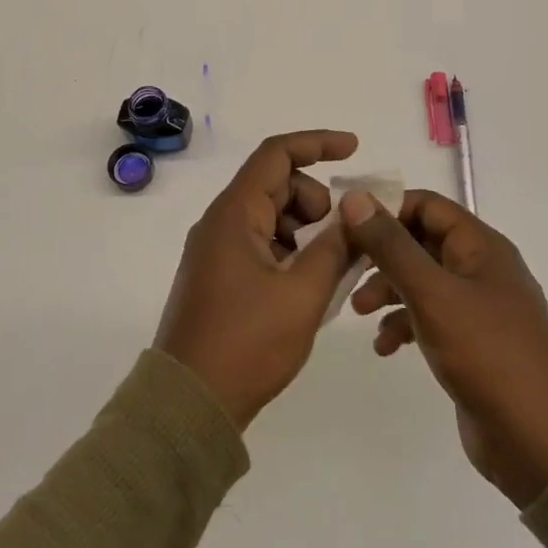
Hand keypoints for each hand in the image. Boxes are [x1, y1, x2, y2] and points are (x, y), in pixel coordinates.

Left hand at [154, 130, 360, 429]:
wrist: (190, 403)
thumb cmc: (247, 343)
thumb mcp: (303, 294)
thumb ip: (335, 247)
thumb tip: (357, 213)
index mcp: (234, 214)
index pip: (276, 155)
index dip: (317, 144)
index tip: (354, 149)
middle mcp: (221, 223)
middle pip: (276, 186)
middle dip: (317, 203)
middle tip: (344, 241)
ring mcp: (217, 251)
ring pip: (271, 218)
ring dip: (306, 232)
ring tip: (332, 272)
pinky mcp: (219, 276)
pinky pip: (261, 246)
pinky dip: (290, 254)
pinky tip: (311, 287)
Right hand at [344, 190, 547, 507]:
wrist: (538, 442)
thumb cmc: (486, 354)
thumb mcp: (432, 294)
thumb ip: (391, 246)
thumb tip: (356, 199)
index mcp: (481, 246)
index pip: (426, 205)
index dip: (386, 209)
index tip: (345, 225)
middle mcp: (481, 269)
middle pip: (421, 242)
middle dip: (381, 254)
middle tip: (344, 269)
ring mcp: (478, 307)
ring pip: (421, 281)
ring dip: (387, 290)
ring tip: (358, 311)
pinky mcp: (472, 343)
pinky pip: (429, 318)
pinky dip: (404, 325)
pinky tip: (384, 347)